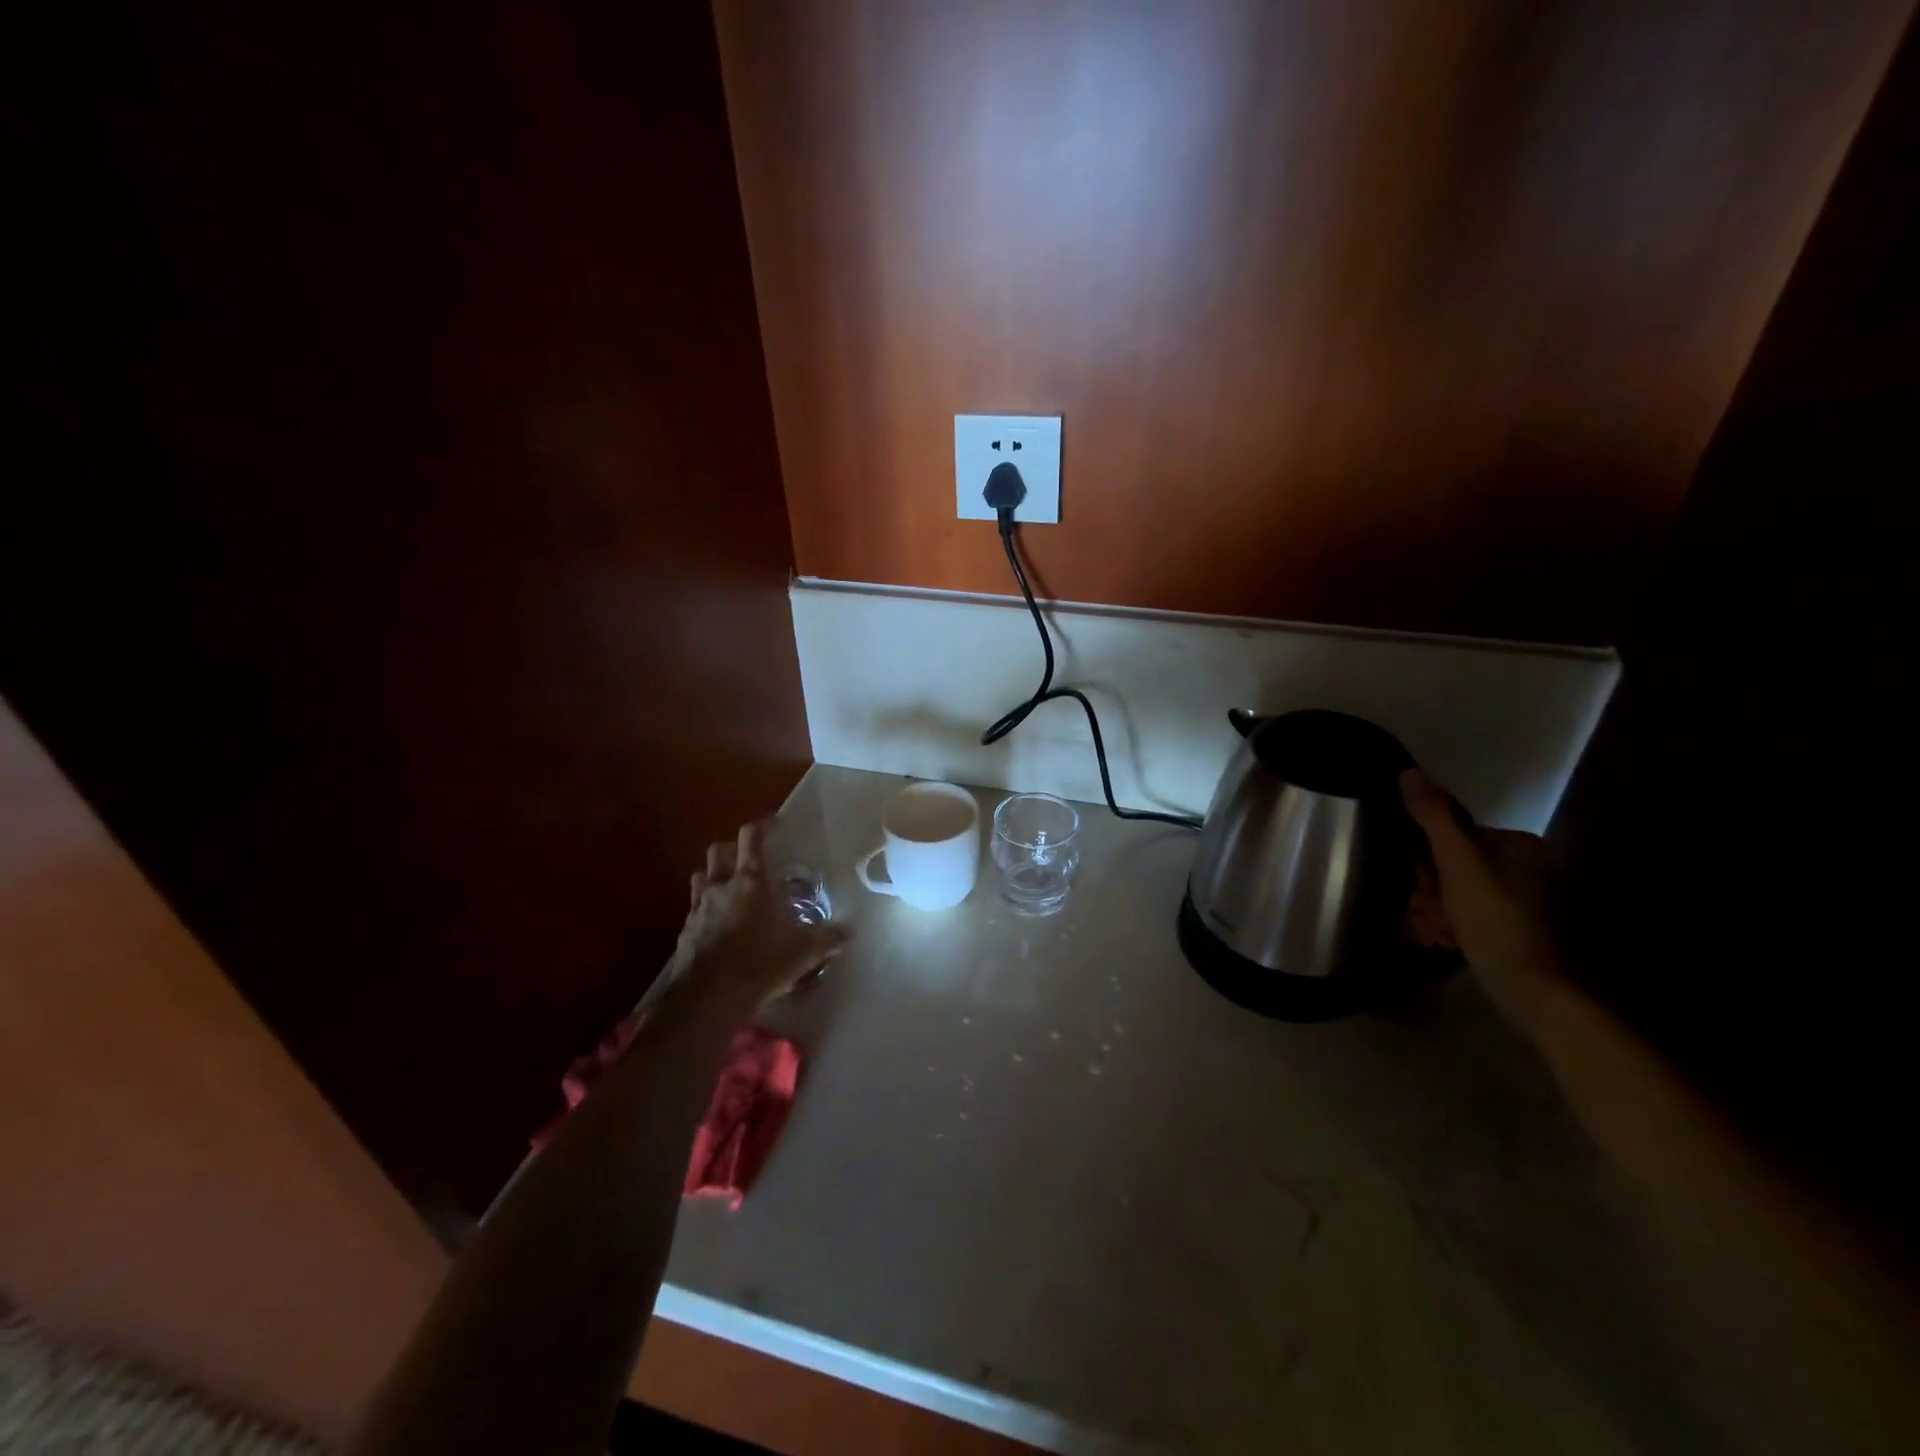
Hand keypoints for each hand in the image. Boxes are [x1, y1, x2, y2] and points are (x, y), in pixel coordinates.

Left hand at [666, 820, 848, 1015]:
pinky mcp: (685, 932)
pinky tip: (718, 926)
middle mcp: (721, 886)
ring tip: (730, 889)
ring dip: (714, 876)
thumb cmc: (760, 964)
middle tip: (750, 860)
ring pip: (701, 876)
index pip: (752, 837)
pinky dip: (706, 909)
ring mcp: (698, 908)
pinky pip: (694, 909)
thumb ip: (826, 939)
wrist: (708, 998)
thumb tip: (848, 933)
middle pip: (719, 850)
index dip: (762, 825)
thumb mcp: (802, 953)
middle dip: (734, 849)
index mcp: (751, 881)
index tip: (774, 824)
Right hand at [1400, 768, 1560, 1027]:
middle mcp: (1520, 868)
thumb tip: (1408, 772)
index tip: (1421, 882)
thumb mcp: (1458, 862)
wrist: (1530, 989)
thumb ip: (1433, 817)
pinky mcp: (1508, 929)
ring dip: (1433, 911)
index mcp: (1516, 846)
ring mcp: (1516, 901)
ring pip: (1451, 893)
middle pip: (1449, 866)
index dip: (1426, 858)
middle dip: (1429, 890)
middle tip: (1429, 912)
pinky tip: (1442, 940)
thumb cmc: (1494, 918)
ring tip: (1435, 932)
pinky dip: (1448, 925)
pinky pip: (1464, 915)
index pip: (1451, 835)